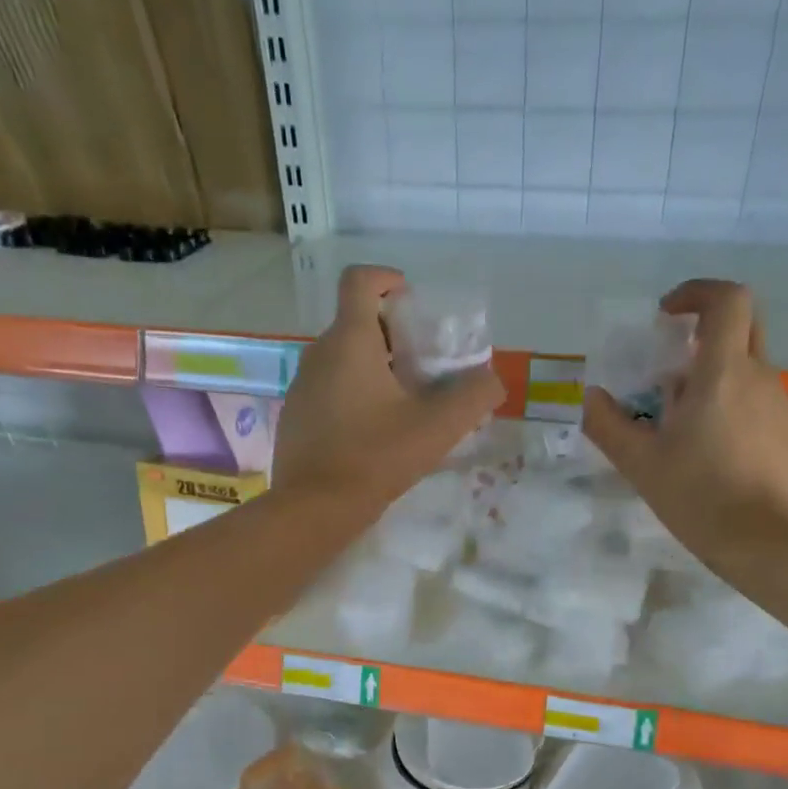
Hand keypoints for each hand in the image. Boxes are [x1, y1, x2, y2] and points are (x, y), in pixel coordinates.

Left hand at [274, 265, 502, 506]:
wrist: (313, 509)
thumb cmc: (375, 458)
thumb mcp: (437, 428)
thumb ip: (473, 397)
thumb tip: (492, 381)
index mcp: (350, 342)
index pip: (360, 281)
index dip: (387, 279)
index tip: (412, 302)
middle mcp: (318, 354)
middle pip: (355, 323)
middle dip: (392, 334)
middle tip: (423, 365)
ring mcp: (301, 387)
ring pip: (341, 359)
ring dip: (374, 367)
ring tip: (403, 403)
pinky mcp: (295, 417)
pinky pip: (328, 389)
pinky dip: (354, 394)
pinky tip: (374, 432)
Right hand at [582, 279, 787, 558]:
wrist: (772, 546)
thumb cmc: (701, 498)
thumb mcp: (641, 464)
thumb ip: (608, 425)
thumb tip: (591, 397)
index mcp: (723, 374)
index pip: (727, 300)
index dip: (697, 293)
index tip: (667, 316)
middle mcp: (762, 378)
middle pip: (743, 329)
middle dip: (706, 335)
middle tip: (673, 370)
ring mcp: (785, 407)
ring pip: (750, 374)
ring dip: (716, 384)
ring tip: (686, 434)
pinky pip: (762, 408)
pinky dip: (736, 414)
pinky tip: (718, 460)